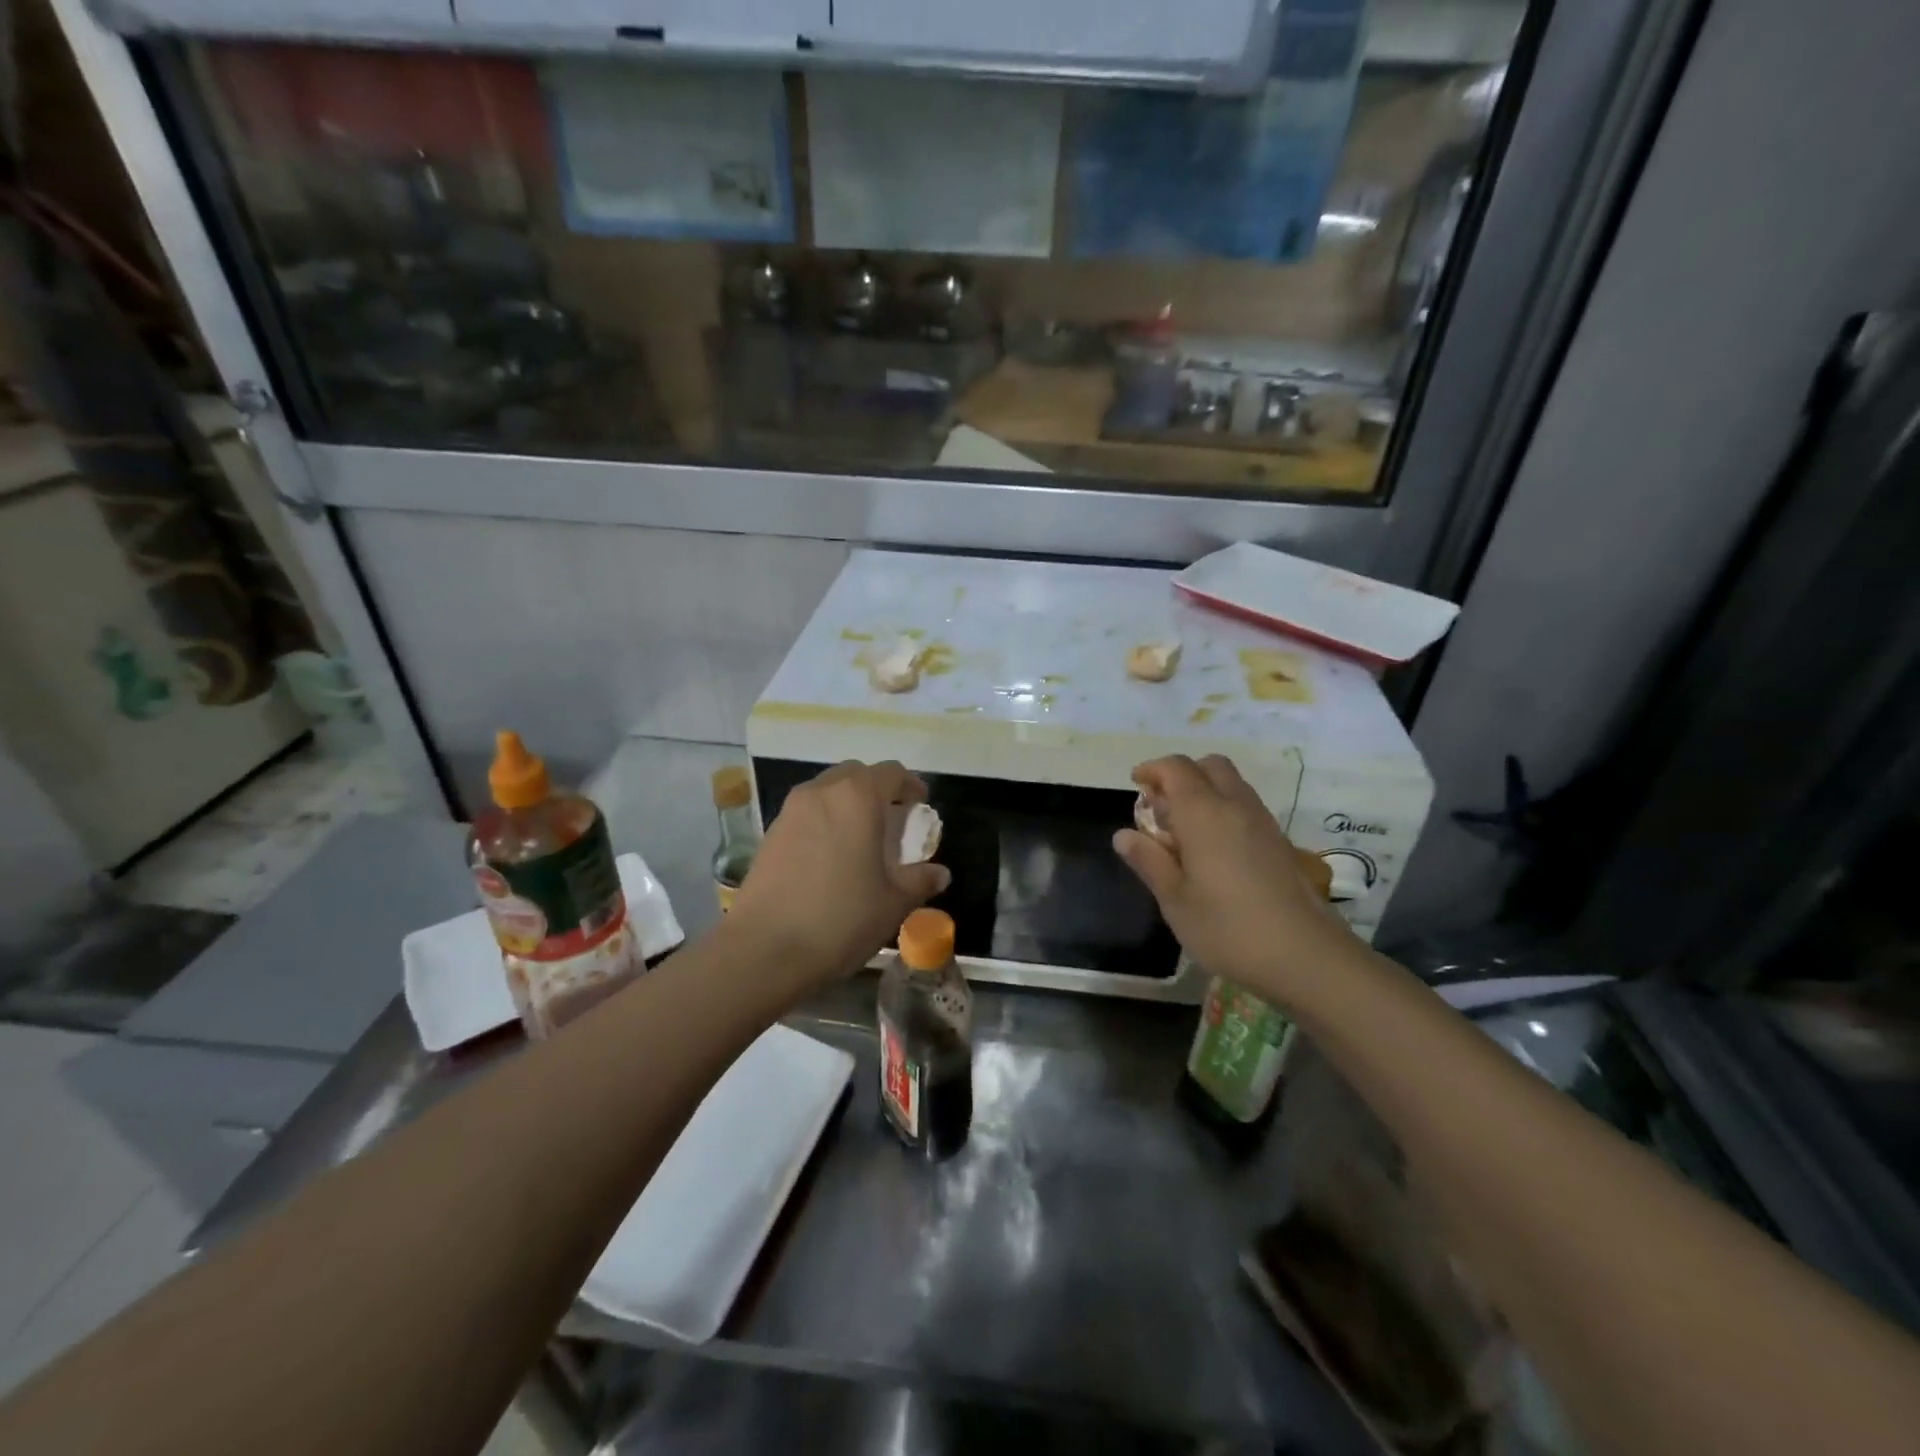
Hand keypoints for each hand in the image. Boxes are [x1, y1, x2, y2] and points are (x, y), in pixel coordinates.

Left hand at [729, 760, 950, 983]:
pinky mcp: (770, 833)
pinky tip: (831, 856)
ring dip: (848, 804)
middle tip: (892, 821)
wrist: (764, 950)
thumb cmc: (840, 919)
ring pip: (828, 791)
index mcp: (857, 798)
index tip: (920, 806)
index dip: (911, 785)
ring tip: (861, 839)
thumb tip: (939, 873)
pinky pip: (807, 812)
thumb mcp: (893, 903)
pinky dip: (825, 821)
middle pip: (856, 775)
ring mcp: (790, 810)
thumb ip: (920, 880)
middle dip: (878, 790)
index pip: (891, 773)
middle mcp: (822, 792)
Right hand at [1113, 754, 1353, 1007]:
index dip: (1152, 769)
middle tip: (1160, 807)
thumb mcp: (1175, 900)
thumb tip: (1123, 835)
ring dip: (1204, 792)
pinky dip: (1223, 810)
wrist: (1307, 956)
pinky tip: (1213, 851)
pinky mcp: (1279, 842)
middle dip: (1181, 775)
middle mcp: (1235, 806)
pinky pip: (1245, 807)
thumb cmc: (1228, 928)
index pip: (1176, 768)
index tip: (1136, 785)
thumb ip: (1149, 861)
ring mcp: (1263, 822)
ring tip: (1183, 831)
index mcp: (1204, 813)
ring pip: (1231, 784)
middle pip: (1209, 766)